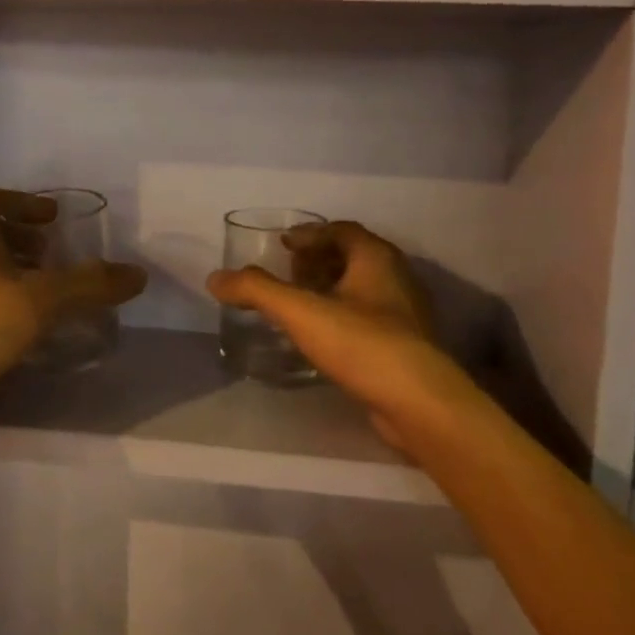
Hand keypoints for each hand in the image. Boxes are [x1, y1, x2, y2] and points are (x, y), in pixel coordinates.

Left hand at [0, 189, 146, 430]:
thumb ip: (91, 284)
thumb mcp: (43, 299)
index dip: (23, 202)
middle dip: (23, 237)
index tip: (53, 217)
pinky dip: (5, 296)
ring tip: (47, 288)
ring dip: (14, 268)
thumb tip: (138, 274)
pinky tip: (29, 323)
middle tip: (53, 253)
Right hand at [208, 221, 460, 447]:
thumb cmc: (362, 343)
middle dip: (318, 260)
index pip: (342, 230)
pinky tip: (321, 338)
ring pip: (361, 289)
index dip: (310, 233)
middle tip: (288, 273)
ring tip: (298, 306)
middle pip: (352, 256)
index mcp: (376, 257)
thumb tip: (215, 278)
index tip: (282, 245)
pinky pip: (367, 318)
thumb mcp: (301, 311)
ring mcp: (405, 314)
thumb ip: (256, 291)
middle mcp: (396, 278)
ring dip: (329, 289)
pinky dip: (341, 317)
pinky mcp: (405, 347)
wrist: (419, 404)